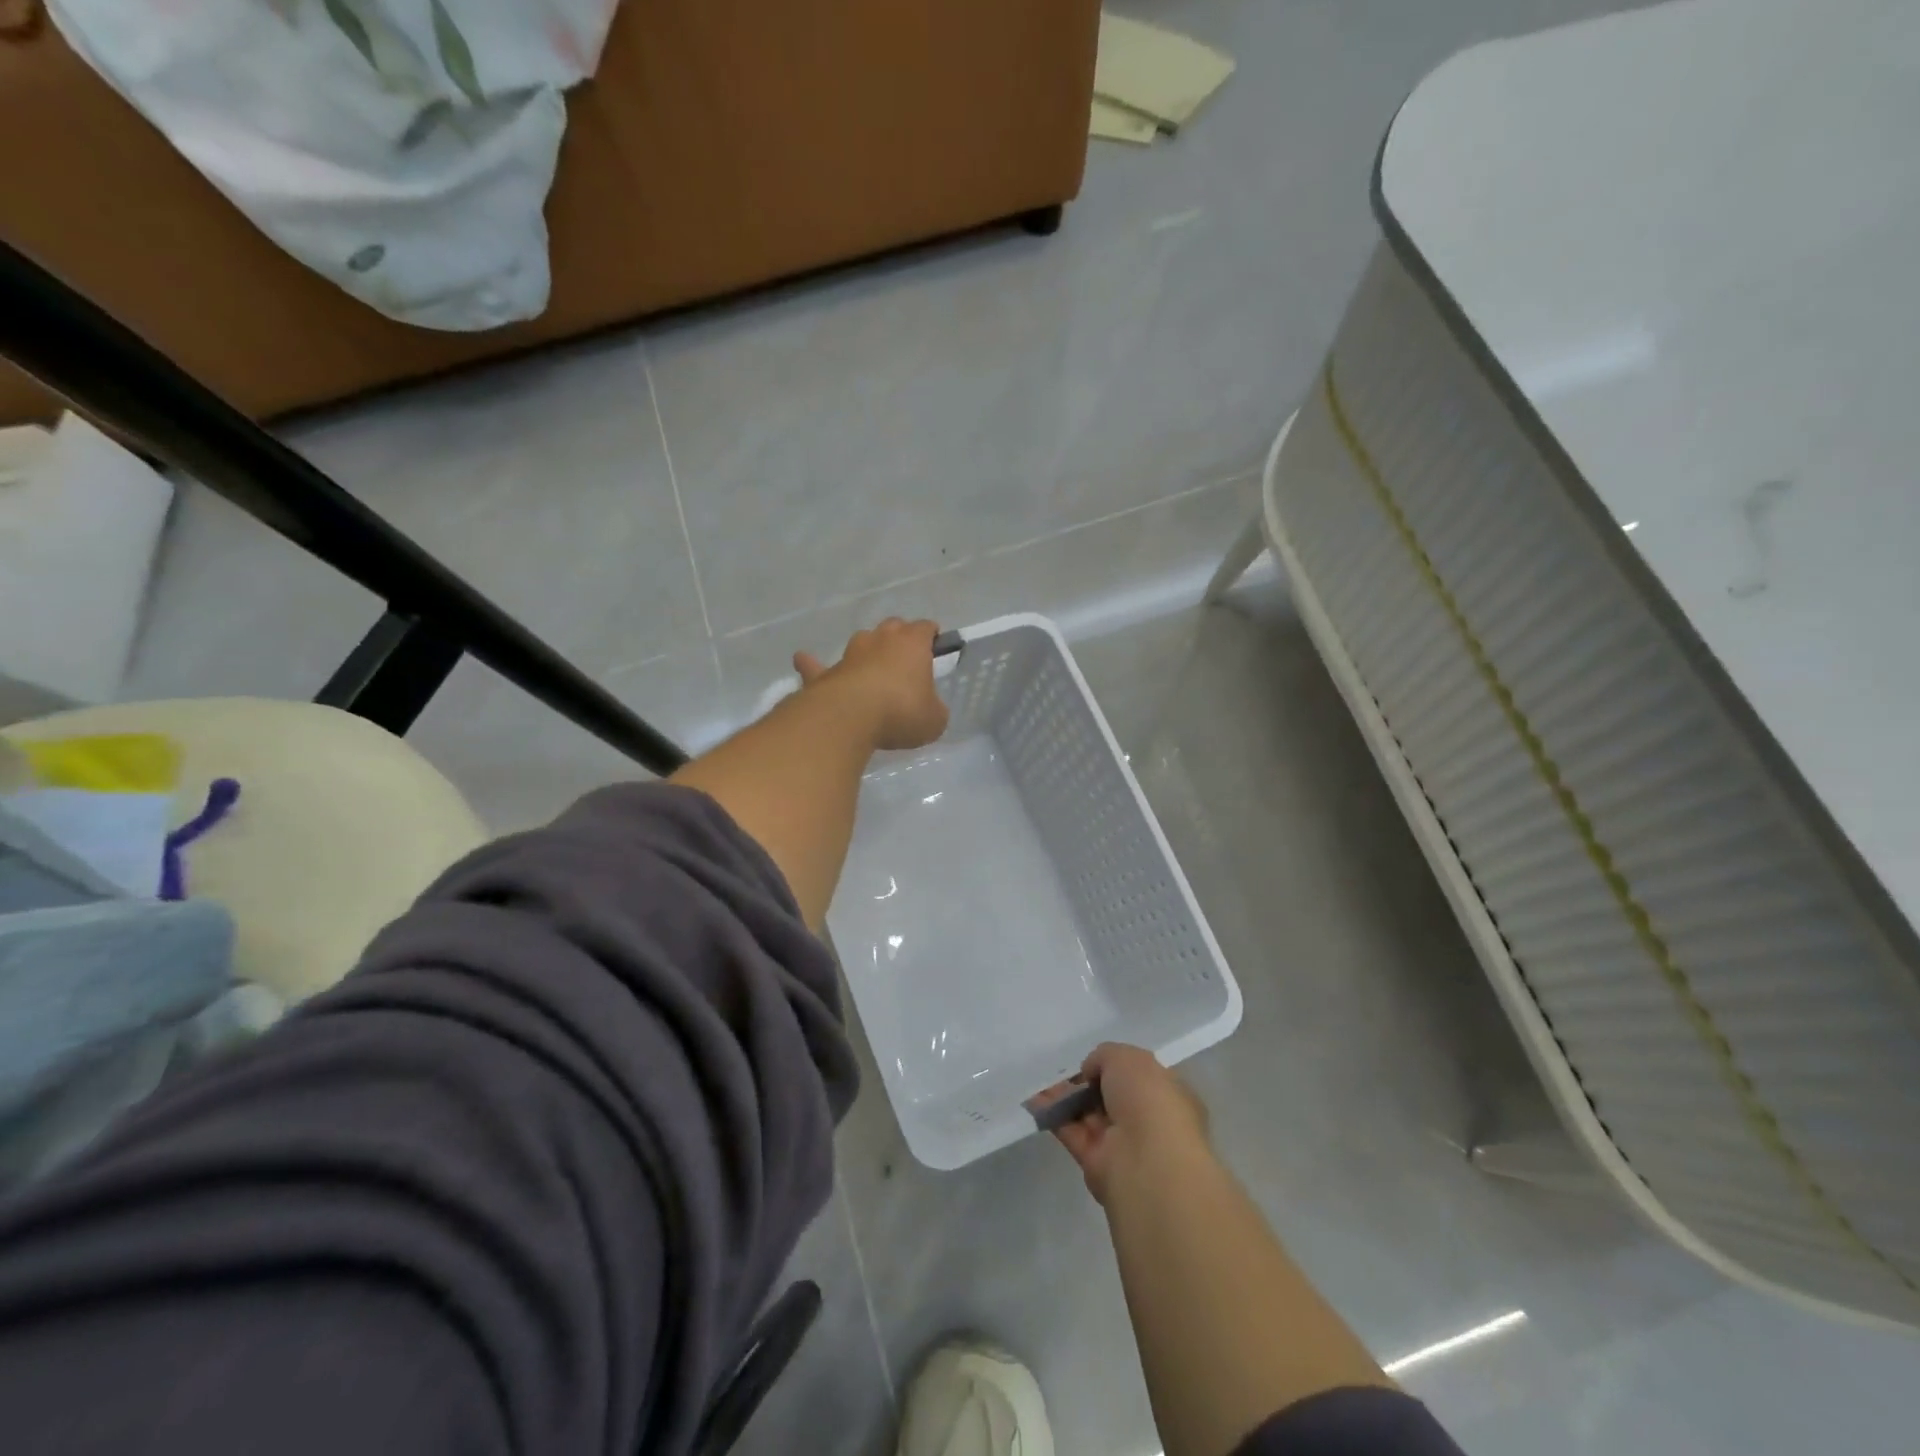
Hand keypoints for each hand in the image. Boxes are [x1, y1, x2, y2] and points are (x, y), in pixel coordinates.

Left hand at [795, 618, 949, 751]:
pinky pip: (816, 665)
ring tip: (868, 666)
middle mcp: (880, 640)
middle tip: (904, 660)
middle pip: (892, 628)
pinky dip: (812, 664)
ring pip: (860, 641)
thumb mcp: (934, 720)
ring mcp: (849, 654)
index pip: (925, 628)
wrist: (849, 717)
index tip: (934, 646)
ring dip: (865, 651)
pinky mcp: (824, 673)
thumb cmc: (901, 712)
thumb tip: (929, 710)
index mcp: (912, 644)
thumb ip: (934, 710)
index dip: (931, 636)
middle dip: (898, 639)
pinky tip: (804, 661)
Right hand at [1039, 1043, 1210, 1204]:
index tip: (1093, 1062)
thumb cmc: (1147, 1098)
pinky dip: (1054, 1116)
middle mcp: (1148, 1119)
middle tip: (1063, 1072)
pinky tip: (1034, 1101)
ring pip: (1089, 1114)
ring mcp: (1123, 1143)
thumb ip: (1104, 1056)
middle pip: (1111, 1096)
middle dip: (1087, 1083)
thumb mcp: (1127, 1057)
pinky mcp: (1098, 1163)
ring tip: (1040, 1083)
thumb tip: (1090, 1072)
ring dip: (1065, 1098)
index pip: (1140, 1077)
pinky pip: (1073, 1133)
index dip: (1115, 1067)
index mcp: (1167, 1093)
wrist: (1146, 1160)